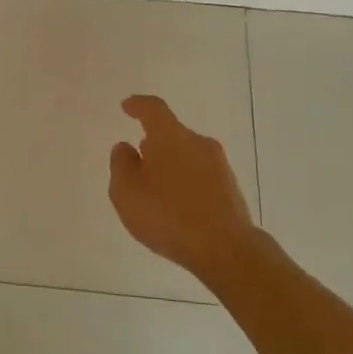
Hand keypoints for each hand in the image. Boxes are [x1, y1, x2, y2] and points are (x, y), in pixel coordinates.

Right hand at [108, 95, 257, 280]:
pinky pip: (201, 176)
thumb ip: (121, 165)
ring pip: (188, 155)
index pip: (153, 109)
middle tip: (137, 160)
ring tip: (156, 189)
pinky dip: (186, 183)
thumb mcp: (126, 192)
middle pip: (172, 134)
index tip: (127, 107)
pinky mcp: (231, 188)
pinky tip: (177, 207)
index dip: (138, 105)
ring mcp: (219, 165)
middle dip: (153, 143)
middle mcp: (198, 143)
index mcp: (170, 136)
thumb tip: (126, 147)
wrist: (225, 248)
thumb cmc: (167, 215)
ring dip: (171, 165)